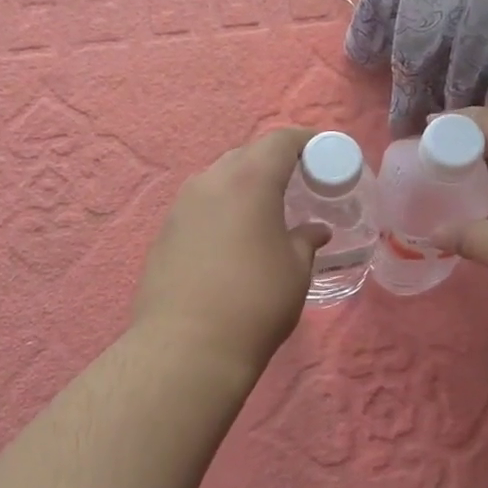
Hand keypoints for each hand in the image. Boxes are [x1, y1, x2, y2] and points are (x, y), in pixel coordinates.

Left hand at [131, 128, 329, 377]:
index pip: (279, 141)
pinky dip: (221, 210)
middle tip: (297, 184)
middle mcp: (210, 182)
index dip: (304, 141)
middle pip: (246, 155)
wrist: (187, 347)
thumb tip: (313, 230)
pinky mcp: (164, 233)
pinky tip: (232, 239)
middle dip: (273, 162)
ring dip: (244, 186)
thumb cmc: (255, 301)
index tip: (323, 152)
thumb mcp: (295, 270)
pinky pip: (200, 207)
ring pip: (218, 180)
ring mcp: (181, 206)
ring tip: (264, 212)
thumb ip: (305, 240)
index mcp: (248, 180)